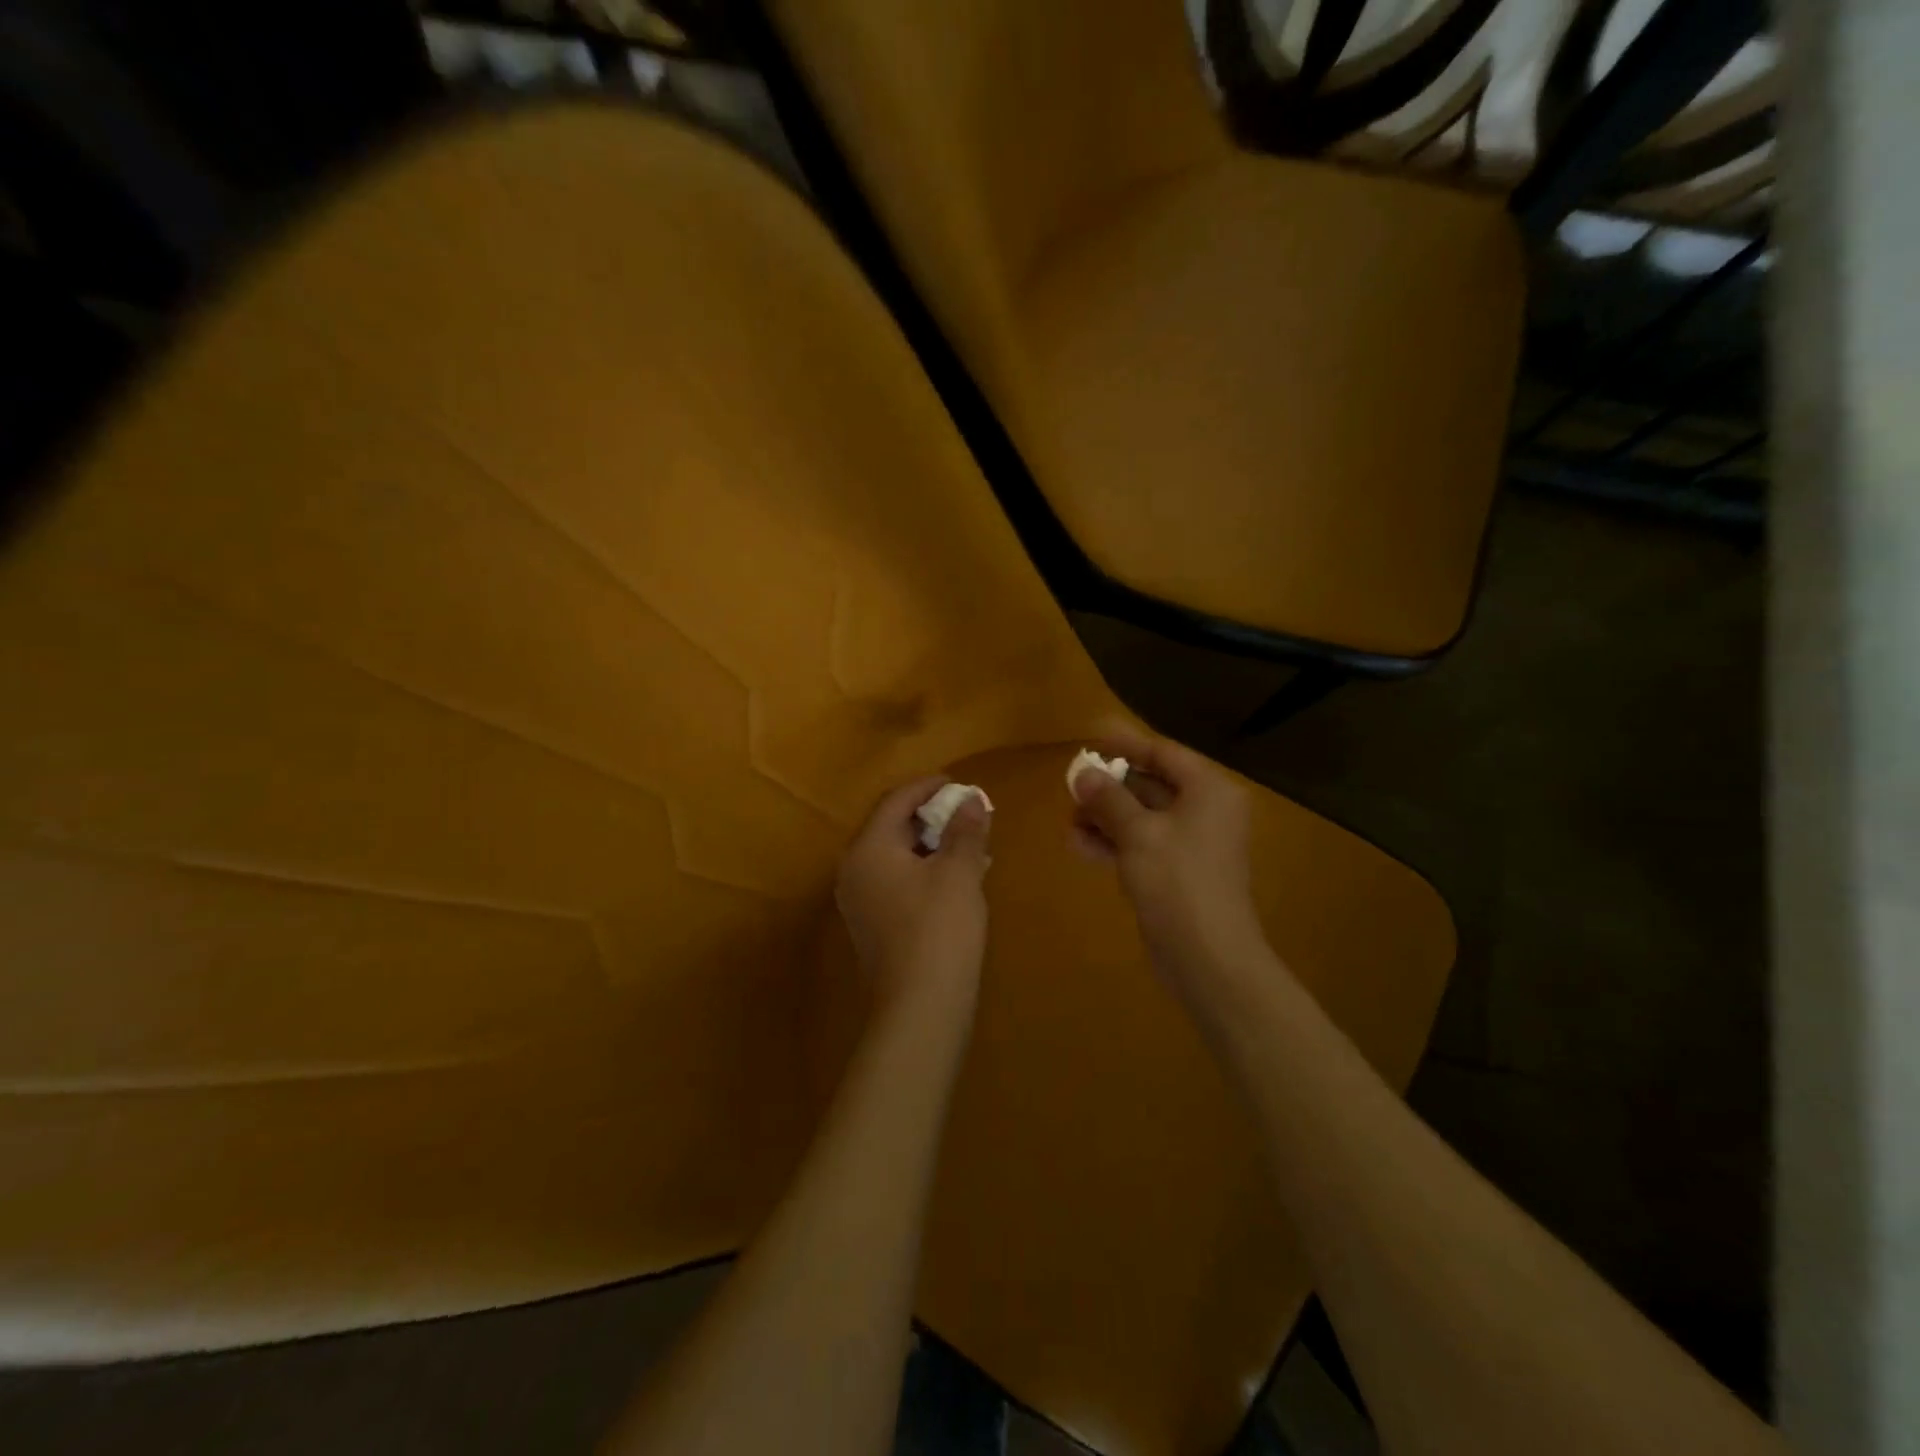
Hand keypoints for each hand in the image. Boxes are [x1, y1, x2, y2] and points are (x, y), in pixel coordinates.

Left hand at [836, 776, 992, 1019]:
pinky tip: (953, 878)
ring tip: (966, 843)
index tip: (958, 783)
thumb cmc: (939, 929)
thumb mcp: (959, 872)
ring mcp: (860, 901)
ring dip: (929, 844)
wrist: (920, 1008)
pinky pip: (896, 881)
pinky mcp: (872, 925)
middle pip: (890, 827)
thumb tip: (970, 800)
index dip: (927, 787)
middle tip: (965, 812)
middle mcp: (854, 870)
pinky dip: (922, 870)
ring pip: (894, 856)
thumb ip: (964, 830)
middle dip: (929, 816)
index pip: (895, 801)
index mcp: (868, 849)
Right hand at [1070, 732, 1266, 993]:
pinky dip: (1114, 841)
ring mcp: (1191, 845)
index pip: (1163, 753)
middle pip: (1151, 784)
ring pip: (1142, 817)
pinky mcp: (1176, 873)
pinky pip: (1142, 844)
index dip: (1125, 743)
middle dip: (1110, 785)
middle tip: (1071, 782)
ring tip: (1070, 818)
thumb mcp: (1138, 834)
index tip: (1090, 735)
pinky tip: (1081, 845)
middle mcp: (1204, 812)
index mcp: (1208, 791)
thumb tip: (1083, 773)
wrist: (1208, 957)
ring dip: (1106, 815)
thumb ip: (1109, 799)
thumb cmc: (1178, 882)